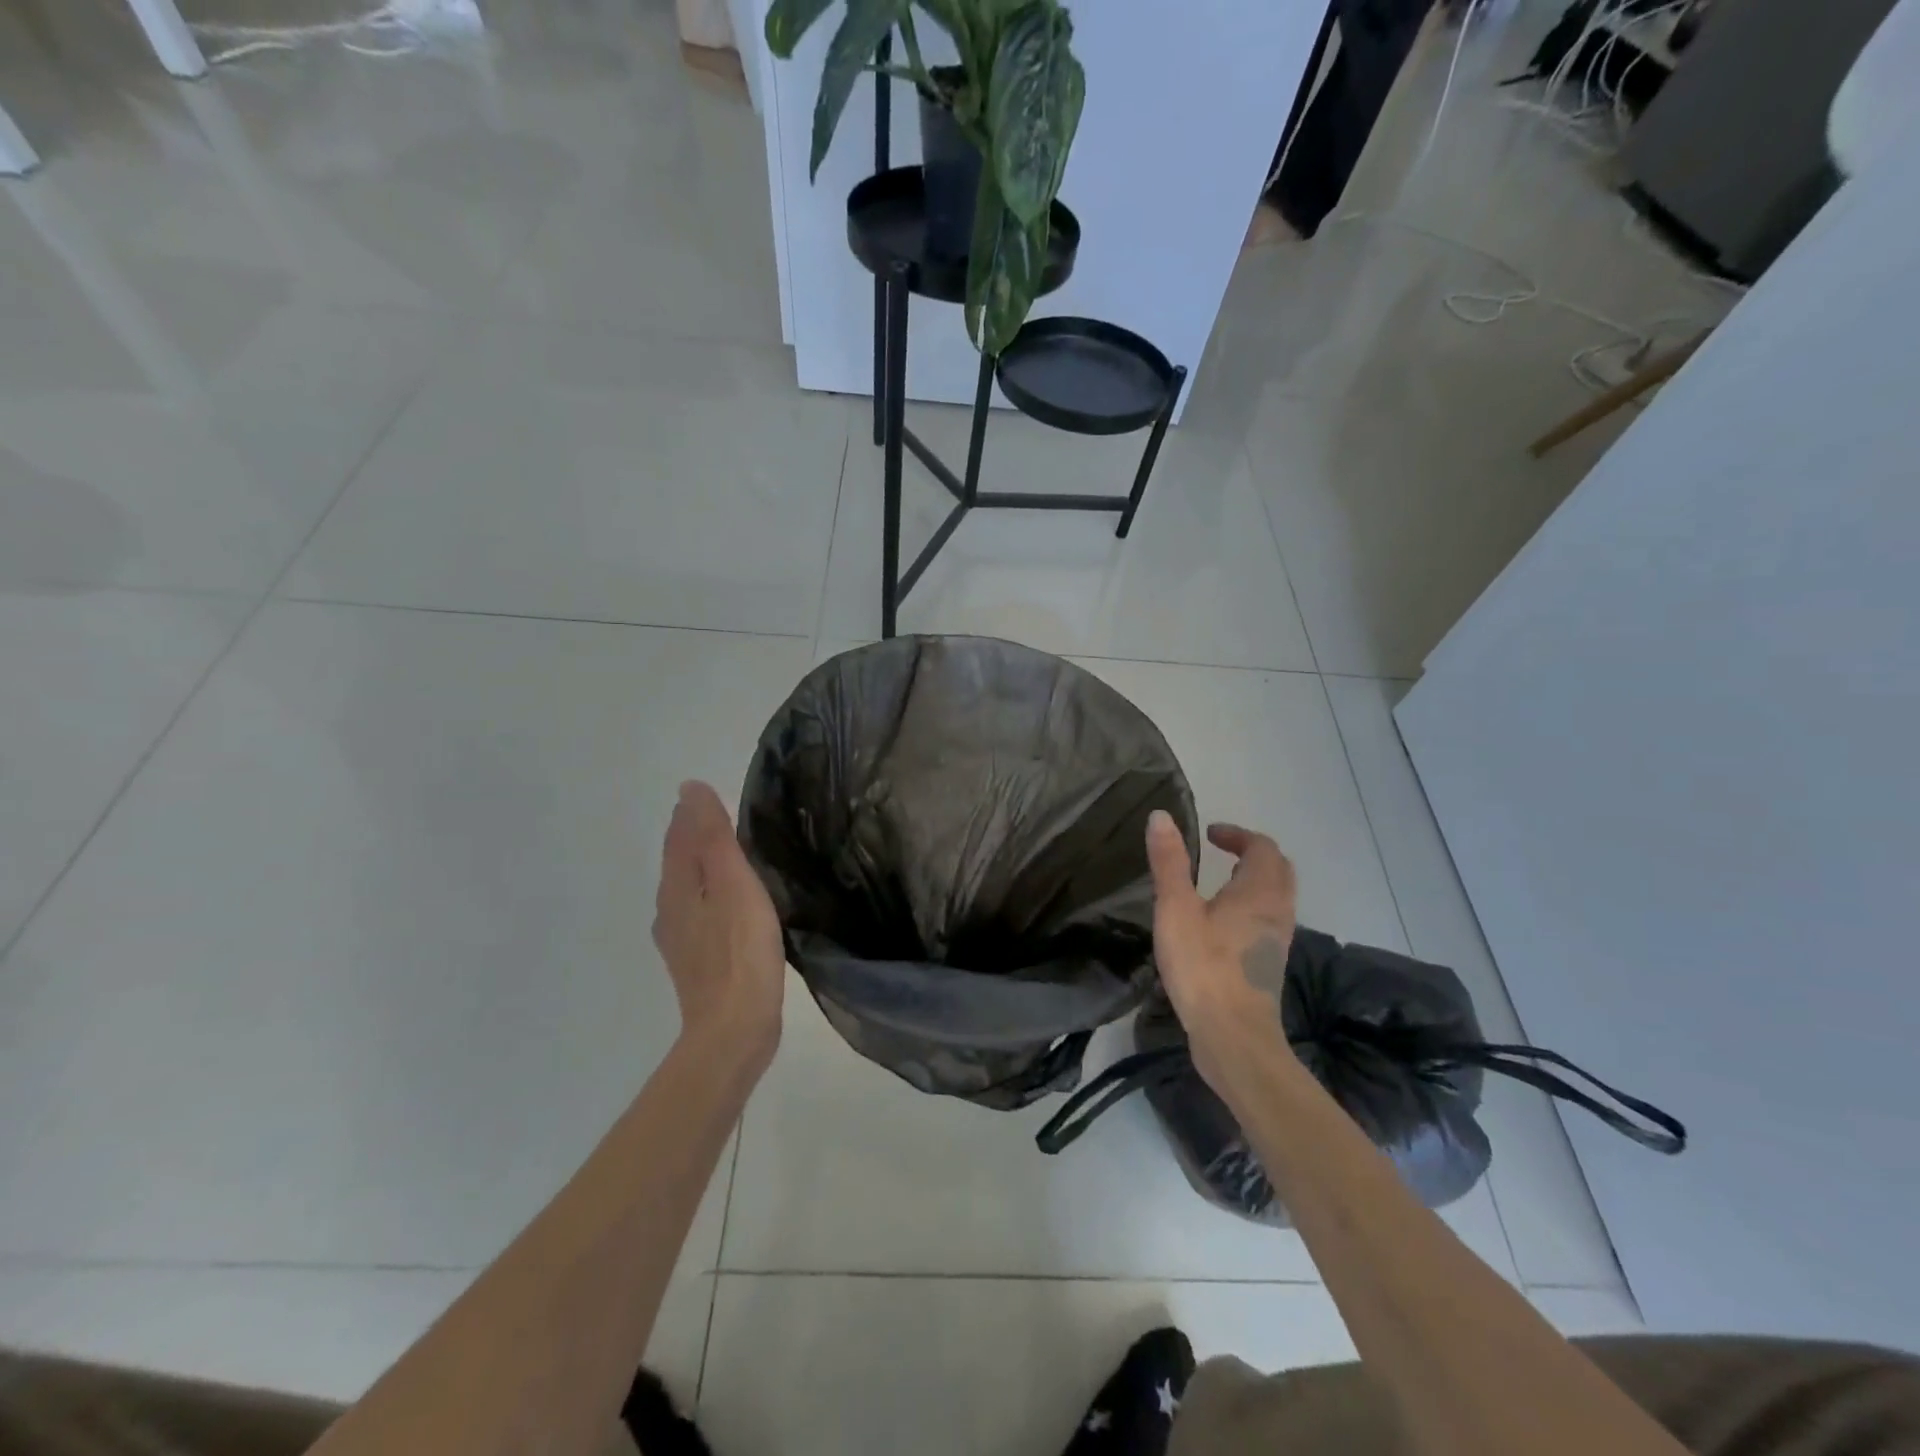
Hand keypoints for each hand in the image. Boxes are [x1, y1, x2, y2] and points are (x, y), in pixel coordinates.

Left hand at [653, 781, 784, 1071]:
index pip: (678, 837)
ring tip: (726, 856)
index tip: (707, 795)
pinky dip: (710, 896)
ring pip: (686, 890)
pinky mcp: (696, 963)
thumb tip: (690, 788)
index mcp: (677, 887)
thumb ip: (713, 836)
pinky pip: (699, 914)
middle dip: (692, 838)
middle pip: (678, 863)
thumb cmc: (740, 950)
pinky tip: (729, 906)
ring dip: (700, 868)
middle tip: (719, 817)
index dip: (691, 814)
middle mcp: (669, 911)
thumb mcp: (733, 883)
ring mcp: (680, 941)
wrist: (734, 1029)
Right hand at [1145, 811, 1298, 1082]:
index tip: (1209, 834)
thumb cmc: (1203, 967)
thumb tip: (1161, 816)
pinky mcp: (1268, 964)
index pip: (1262, 847)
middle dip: (1252, 854)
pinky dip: (1251, 906)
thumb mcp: (1176, 909)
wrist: (1233, 1037)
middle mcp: (1277, 911)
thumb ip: (1169, 862)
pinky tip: (1222, 922)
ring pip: (1276, 897)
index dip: (1237, 835)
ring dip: (1253, 880)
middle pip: (1277, 870)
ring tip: (1219, 882)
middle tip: (1220, 852)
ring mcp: (1277, 940)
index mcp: (1259, 892)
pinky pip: (1268, 920)